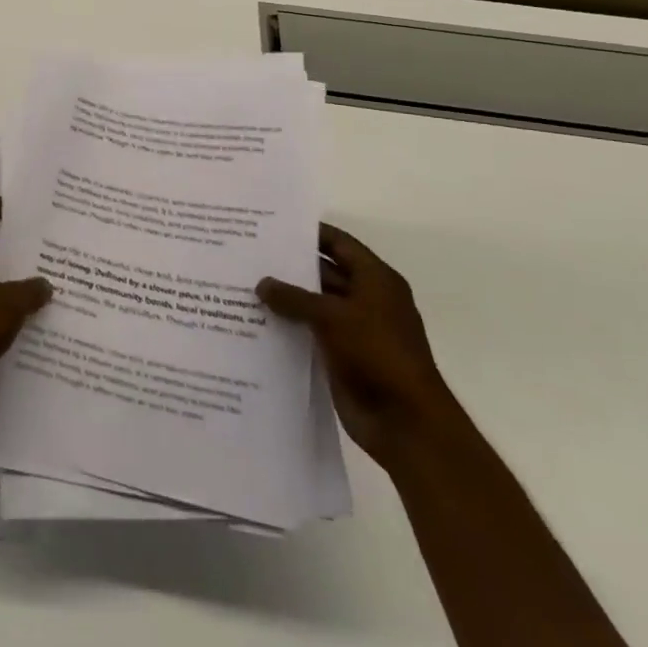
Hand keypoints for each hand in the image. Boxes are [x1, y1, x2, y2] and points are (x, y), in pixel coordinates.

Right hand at [258, 222, 456, 468]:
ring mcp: (354, 329)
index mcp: (376, 280)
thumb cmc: (377, 354)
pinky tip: (255, 321)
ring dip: (285, 298)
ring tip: (242, 285)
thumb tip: (262, 283)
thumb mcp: (333, 316)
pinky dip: (288, 326)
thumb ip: (294, 298)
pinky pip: (309, 332)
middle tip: (247, 255)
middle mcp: (366, 300)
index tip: (272, 225)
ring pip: (313, 305)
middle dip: (289, 266)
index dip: (310, 233)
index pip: (339, 244)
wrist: (405, 421)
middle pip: (324, 273)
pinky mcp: (341, 356)